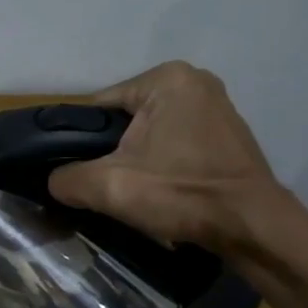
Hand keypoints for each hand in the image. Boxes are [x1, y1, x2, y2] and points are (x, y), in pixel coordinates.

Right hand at [47, 62, 296, 254]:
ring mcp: (215, 106)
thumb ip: (65, 179)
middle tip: (108, 185)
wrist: (253, 227)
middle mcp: (193, 80)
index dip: (80, 144)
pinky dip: (161, 163)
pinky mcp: (226, 133)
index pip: (97, 109)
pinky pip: (173, 142)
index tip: (80, 173)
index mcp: (164, 79)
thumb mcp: (107, 186)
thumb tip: (54, 182)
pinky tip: (161, 189)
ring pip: (148, 134)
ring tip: (133, 190)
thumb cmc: (181, 194)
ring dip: (135, 159)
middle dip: (111, 152)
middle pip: (123, 121)